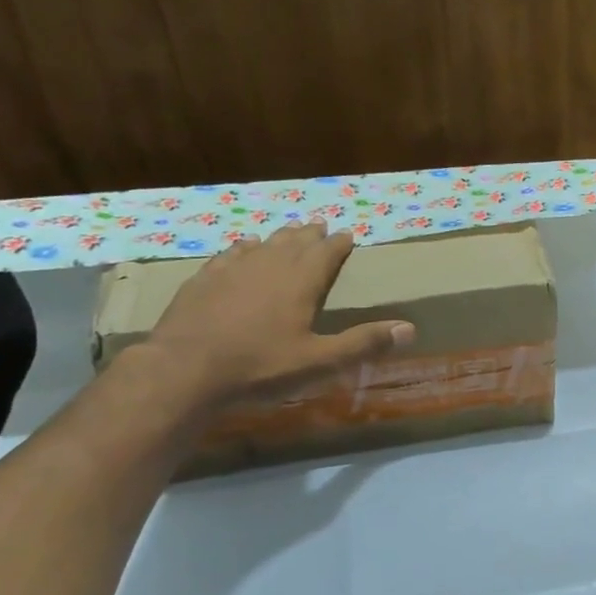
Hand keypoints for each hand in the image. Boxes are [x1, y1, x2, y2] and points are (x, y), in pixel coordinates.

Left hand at [143, 221, 414, 406]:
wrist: (185, 370)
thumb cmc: (260, 367)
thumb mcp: (320, 361)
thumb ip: (363, 343)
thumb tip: (410, 329)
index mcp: (300, 284)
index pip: (325, 254)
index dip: (338, 244)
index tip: (348, 234)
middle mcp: (268, 268)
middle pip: (294, 244)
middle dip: (309, 235)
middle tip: (319, 224)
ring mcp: (232, 271)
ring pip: (262, 246)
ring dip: (279, 238)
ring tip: (289, 231)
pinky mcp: (203, 281)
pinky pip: (229, 255)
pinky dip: (243, 248)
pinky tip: (243, 247)